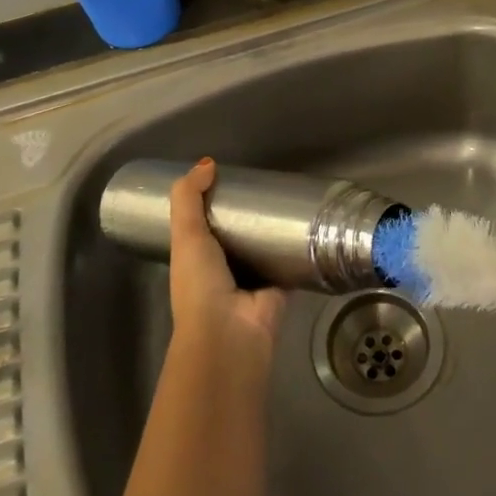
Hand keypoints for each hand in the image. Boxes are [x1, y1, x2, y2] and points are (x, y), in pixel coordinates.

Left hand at [168, 159, 287, 363]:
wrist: (230, 332)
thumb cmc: (200, 283)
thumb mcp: (185, 234)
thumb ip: (189, 197)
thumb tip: (208, 163)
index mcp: (197, 258)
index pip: (205, 224)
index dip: (215, 201)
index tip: (233, 176)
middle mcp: (224, 268)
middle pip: (239, 232)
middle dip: (250, 212)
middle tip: (269, 182)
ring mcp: (253, 278)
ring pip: (265, 245)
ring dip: (276, 228)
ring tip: (292, 196)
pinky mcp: (281, 285)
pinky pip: (291, 260)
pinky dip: (299, 246)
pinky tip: (311, 223)